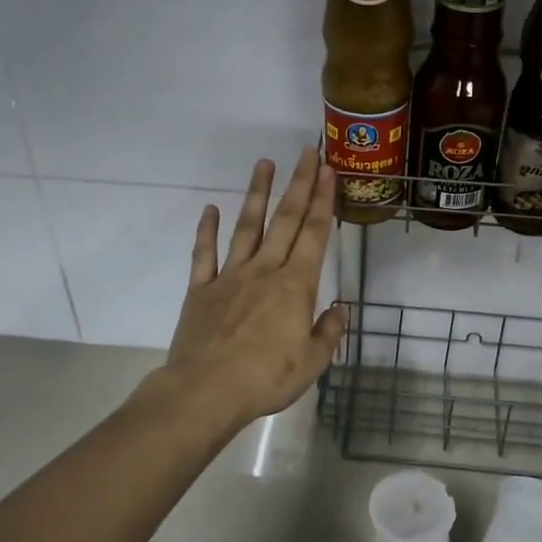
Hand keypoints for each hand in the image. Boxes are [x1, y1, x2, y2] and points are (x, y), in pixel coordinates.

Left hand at [163, 146, 347, 423]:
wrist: (206, 391)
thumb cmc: (266, 378)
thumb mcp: (312, 363)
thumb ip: (328, 332)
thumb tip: (339, 309)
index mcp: (295, 286)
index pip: (314, 234)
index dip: (322, 200)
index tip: (327, 170)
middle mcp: (264, 271)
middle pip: (285, 220)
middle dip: (298, 184)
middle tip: (306, 151)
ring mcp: (230, 277)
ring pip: (247, 227)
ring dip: (257, 194)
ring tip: (263, 163)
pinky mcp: (201, 290)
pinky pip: (204, 255)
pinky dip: (207, 231)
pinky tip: (210, 209)